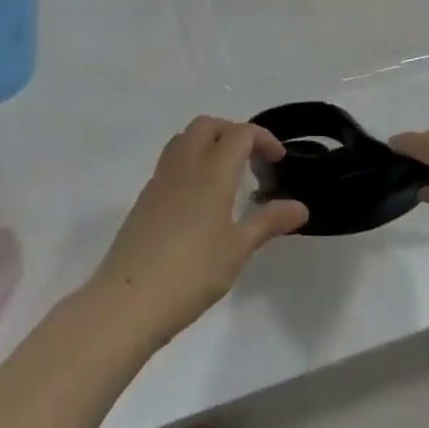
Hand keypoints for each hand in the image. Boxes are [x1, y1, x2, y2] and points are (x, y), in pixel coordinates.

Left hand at [90, 116, 308, 346]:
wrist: (127, 301)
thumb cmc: (191, 273)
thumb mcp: (238, 249)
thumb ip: (269, 222)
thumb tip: (300, 207)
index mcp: (212, 171)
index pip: (240, 133)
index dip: (263, 139)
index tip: (278, 161)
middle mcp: (184, 165)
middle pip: (208, 126)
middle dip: (233, 132)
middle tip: (251, 160)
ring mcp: (160, 180)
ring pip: (184, 139)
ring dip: (209, 143)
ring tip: (226, 175)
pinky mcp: (144, 199)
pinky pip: (171, 162)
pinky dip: (191, 163)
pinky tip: (200, 200)